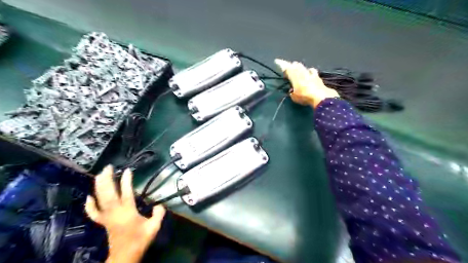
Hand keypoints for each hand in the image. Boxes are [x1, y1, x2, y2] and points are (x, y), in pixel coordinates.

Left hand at [85, 167, 164, 262]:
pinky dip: (89, 204)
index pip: (126, 192)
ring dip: (99, 186)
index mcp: (127, 211)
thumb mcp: (154, 227)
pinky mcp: (103, 222)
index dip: (126, 181)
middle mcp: (115, 212)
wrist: (125, 255)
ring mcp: (107, 217)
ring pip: (99, 199)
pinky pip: (93, 212)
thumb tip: (159, 204)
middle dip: (107, 179)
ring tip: (100, 174)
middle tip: (108, 167)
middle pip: (107, 193)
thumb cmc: (140, 240)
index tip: (128, 170)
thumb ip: (158, 214)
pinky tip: (89, 196)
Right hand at [273, 59, 338, 107]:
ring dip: (299, 66)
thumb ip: (292, 92)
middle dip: (291, 65)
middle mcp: (302, 73)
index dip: (282, 65)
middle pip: (295, 66)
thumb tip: (292, 91)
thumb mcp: (294, 97)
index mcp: (294, 77)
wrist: (320, 97)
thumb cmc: (305, 96)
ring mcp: (310, 74)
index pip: (287, 69)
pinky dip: (309, 70)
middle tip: (288, 65)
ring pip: (303, 67)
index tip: (277, 61)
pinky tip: (310, 70)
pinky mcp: (317, 77)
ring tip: (297, 65)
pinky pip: (312, 71)